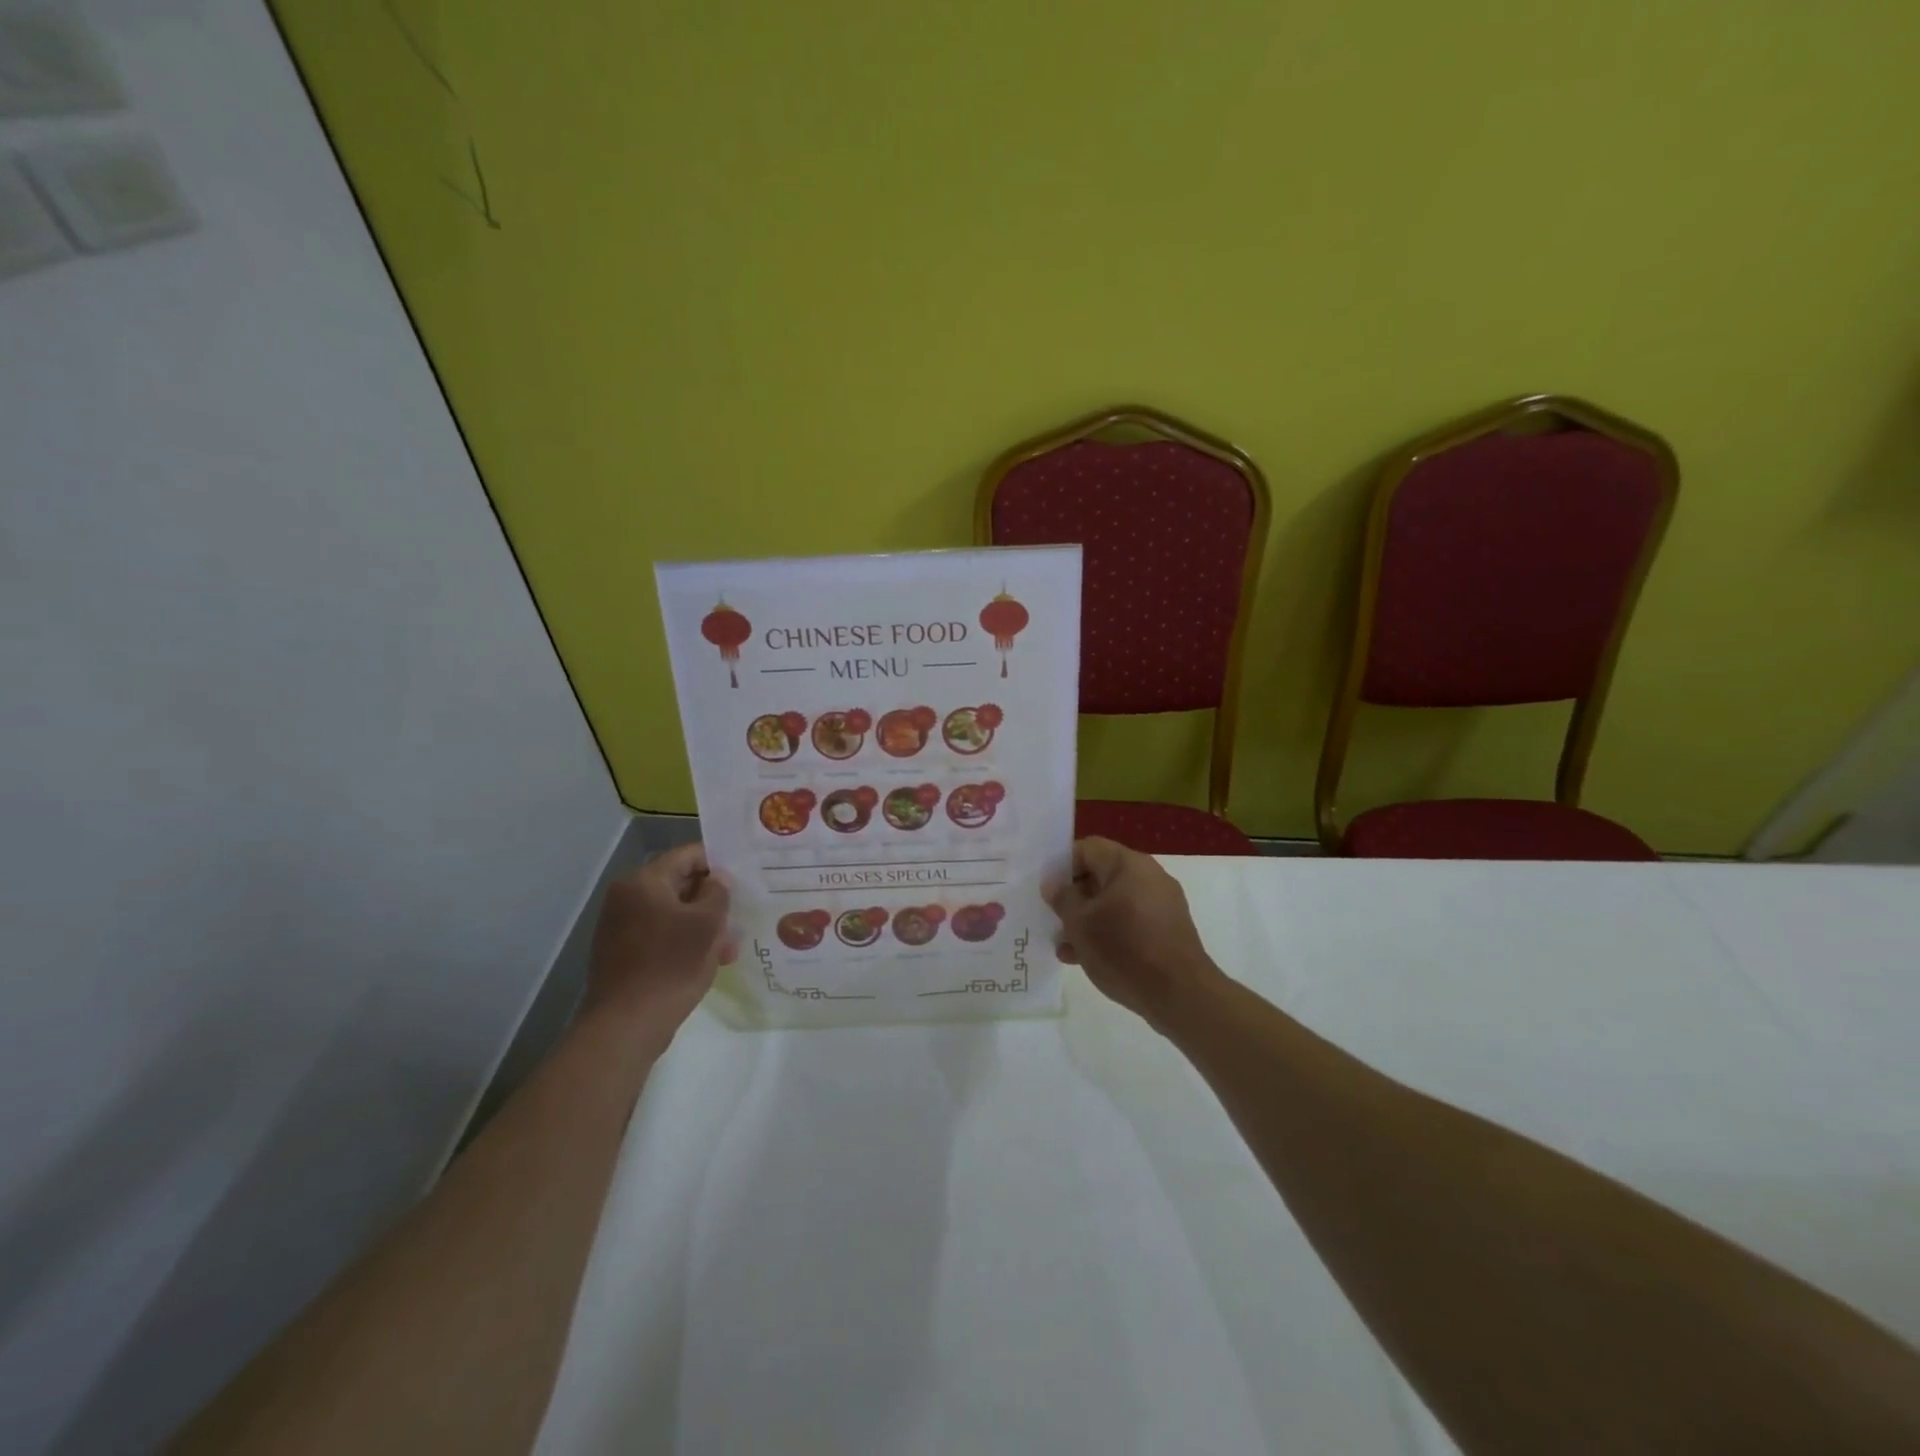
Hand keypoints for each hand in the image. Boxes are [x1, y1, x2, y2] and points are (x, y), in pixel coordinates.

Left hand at [581, 843, 732, 1042]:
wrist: (626, 1025)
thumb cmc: (671, 965)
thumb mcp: (707, 924)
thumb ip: (718, 892)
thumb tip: (717, 879)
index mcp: (643, 882)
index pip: (687, 855)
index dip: (718, 862)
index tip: (744, 875)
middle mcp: (627, 898)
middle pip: (679, 884)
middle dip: (712, 899)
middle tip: (741, 912)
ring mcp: (621, 927)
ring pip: (673, 914)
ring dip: (703, 925)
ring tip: (730, 947)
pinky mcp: (623, 954)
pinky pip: (661, 936)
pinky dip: (685, 942)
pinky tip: (709, 961)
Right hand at [1045, 837, 1223, 1028]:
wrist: (1180, 995)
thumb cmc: (1124, 950)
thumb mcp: (1080, 923)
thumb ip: (1063, 898)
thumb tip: (1053, 883)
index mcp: (1128, 864)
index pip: (1087, 848)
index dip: (1062, 866)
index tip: (1046, 891)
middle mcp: (1149, 876)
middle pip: (1100, 875)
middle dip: (1074, 898)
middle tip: (1052, 919)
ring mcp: (1162, 904)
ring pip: (1114, 902)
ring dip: (1088, 920)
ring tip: (1066, 946)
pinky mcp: (1168, 929)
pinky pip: (1130, 921)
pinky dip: (1109, 932)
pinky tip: (1088, 958)